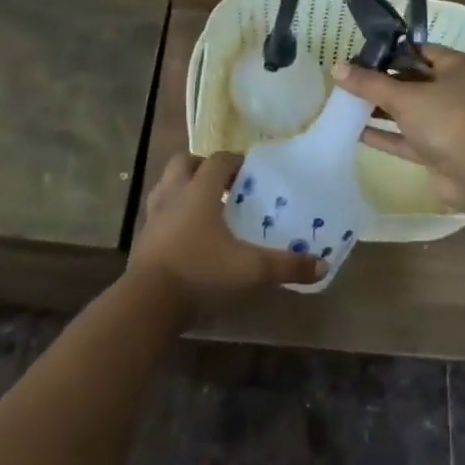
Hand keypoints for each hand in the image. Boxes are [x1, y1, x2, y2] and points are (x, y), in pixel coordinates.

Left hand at [129, 151, 324, 317]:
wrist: (148, 303)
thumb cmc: (200, 272)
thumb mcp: (250, 270)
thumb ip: (286, 266)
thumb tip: (322, 265)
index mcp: (199, 190)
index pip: (218, 160)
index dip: (235, 161)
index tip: (251, 172)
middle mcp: (174, 194)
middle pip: (183, 163)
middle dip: (202, 167)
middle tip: (223, 184)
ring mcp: (153, 216)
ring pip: (166, 185)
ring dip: (183, 187)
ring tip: (204, 206)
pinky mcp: (142, 238)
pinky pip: (158, 213)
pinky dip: (171, 214)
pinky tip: (187, 234)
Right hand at [335, 47, 464, 205]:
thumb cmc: (447, 120)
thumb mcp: (404, 97)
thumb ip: (369, 83)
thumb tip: (336, 67)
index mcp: (457, 67)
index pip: (419, 51)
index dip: (389, 52)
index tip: (359, 56)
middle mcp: (457, 90)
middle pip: (413, 80)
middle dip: (382, 82)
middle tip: (349, 80)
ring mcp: (450, 122)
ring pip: (410, 110)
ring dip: (382, 109)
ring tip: (347, 104)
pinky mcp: (441, 150)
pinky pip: (408, 138)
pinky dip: (387, 135)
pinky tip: (356, 132)